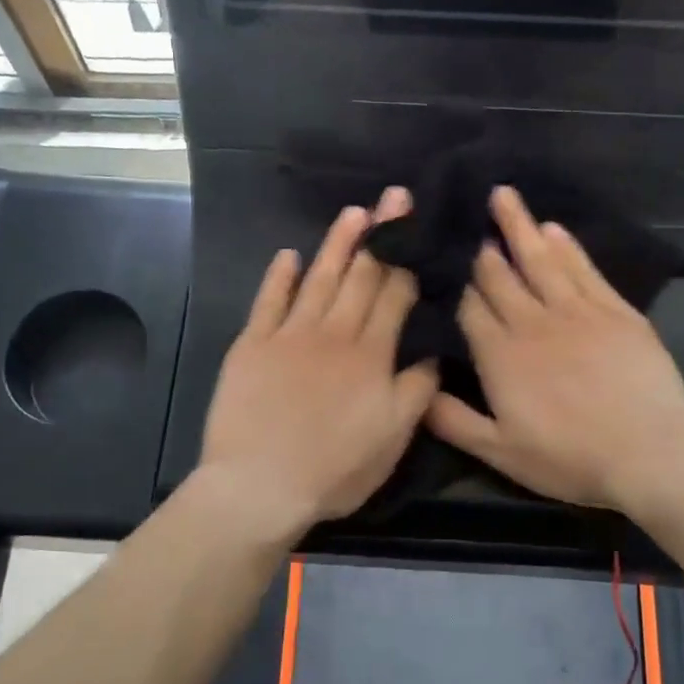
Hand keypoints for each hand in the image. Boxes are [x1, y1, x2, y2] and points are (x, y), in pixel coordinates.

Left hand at [198, 189, 438, 538]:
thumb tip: (431, 352)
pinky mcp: (251, 345)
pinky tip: (289, 256)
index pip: (393, 297)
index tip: (416, 227)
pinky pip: (268, 302)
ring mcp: (289, 335)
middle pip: (361, 277)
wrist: (260, 485)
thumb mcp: (393, 440)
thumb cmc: (334, 469)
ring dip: (337, 244)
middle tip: (393, 197)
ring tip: (353, 213)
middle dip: (381, 236)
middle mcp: (333, 334)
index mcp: (370, 355)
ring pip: (319, 279)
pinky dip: (279, 277)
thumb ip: (416, 391)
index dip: (407, 260)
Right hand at [426, 186, 683, 512]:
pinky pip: (583, 268)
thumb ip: (454, 421)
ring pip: (539, 259)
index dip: (454, 281)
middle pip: (499, 276)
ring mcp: (576, 311)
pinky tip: (552, 228)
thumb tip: (417, 389)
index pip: (468, 307)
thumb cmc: (570, 458)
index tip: (440, 255)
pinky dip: (566, 246)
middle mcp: (532, 322)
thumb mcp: (501, 453)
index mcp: (500, 356)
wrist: (649, 453)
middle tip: (464, 211)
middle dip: (480, 245)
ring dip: (518, 226)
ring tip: (503, 194)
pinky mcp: (614, 310)